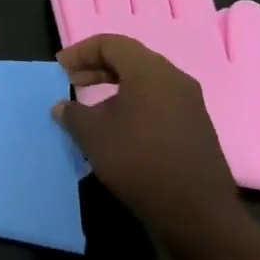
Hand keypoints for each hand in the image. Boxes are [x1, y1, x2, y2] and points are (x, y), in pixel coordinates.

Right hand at [49, 0, 259, 194]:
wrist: (199, 216)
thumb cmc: (140, 163)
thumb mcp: (94, 136)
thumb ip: (73, 114)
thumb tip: (62, 107)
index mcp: (149, 70)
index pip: (110, 43)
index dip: (81, 52)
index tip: (61, 68)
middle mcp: (174, 79)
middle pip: (129, 59)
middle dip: (97, 67)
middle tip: (72, 82)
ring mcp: (190, 104)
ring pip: (145, 82)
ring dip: (115, 87)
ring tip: (92, 108)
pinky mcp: (197, 128)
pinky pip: (159, 102)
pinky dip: (135, 104)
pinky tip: (120, 128)